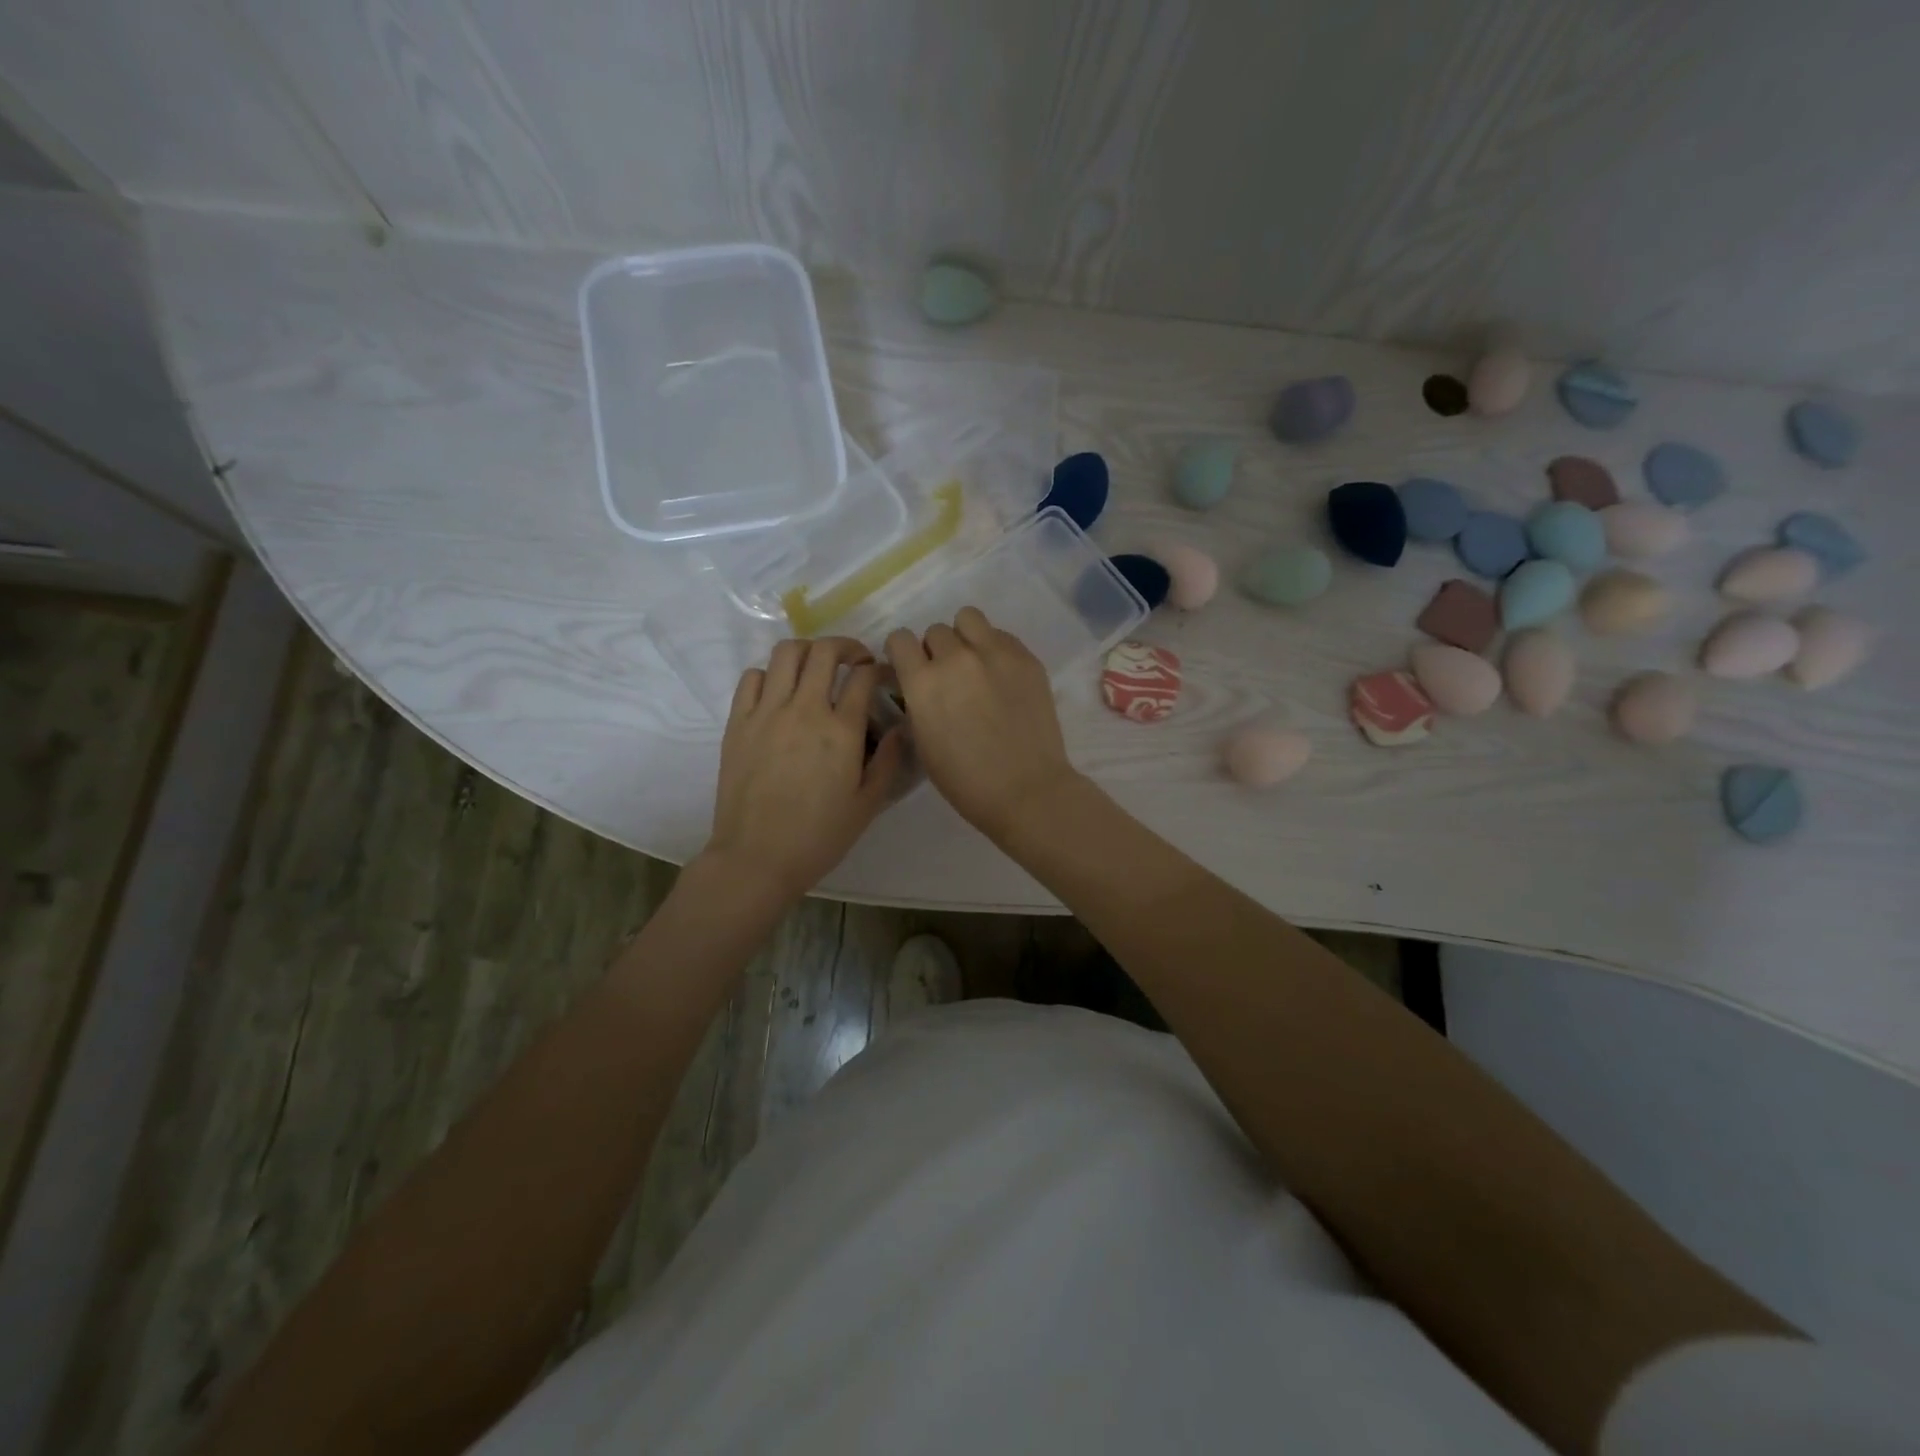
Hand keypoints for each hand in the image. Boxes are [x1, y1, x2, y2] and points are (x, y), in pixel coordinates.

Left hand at [704, 637, 904, 902]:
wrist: (757, 857)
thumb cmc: (819, 836)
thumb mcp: (868, 804)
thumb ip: (888, 761)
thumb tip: (900, 727)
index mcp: (841, 730)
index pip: (863, 676)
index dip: (878, 668)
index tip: (882, 676)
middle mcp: (804, 709)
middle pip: (824, 651)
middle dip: (846, 647)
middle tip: (854, 661)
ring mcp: (766, 712)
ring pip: (786, 654)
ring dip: (807, 652)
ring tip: (816, 668)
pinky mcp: (738, 722)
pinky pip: (751, 677)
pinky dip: (769, 674)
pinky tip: (779, 692)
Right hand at [885, 608, 1082, 843]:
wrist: (1026, 790)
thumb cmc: (966, 781)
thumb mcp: (923, 742)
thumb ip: (917, 702)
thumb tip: (919, 683)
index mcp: (923, 682)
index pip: (900, 639)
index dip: (903, 654)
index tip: (912, 668)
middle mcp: (955, 658)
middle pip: (936, 631)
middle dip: (937, 651)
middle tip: (951, 678)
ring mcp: (995, 653)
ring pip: (969, 619)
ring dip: (965, 637)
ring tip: (976, 665)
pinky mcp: (1026, 658)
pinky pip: (1001, 635)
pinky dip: (995, 648)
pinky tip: (1003, 677)